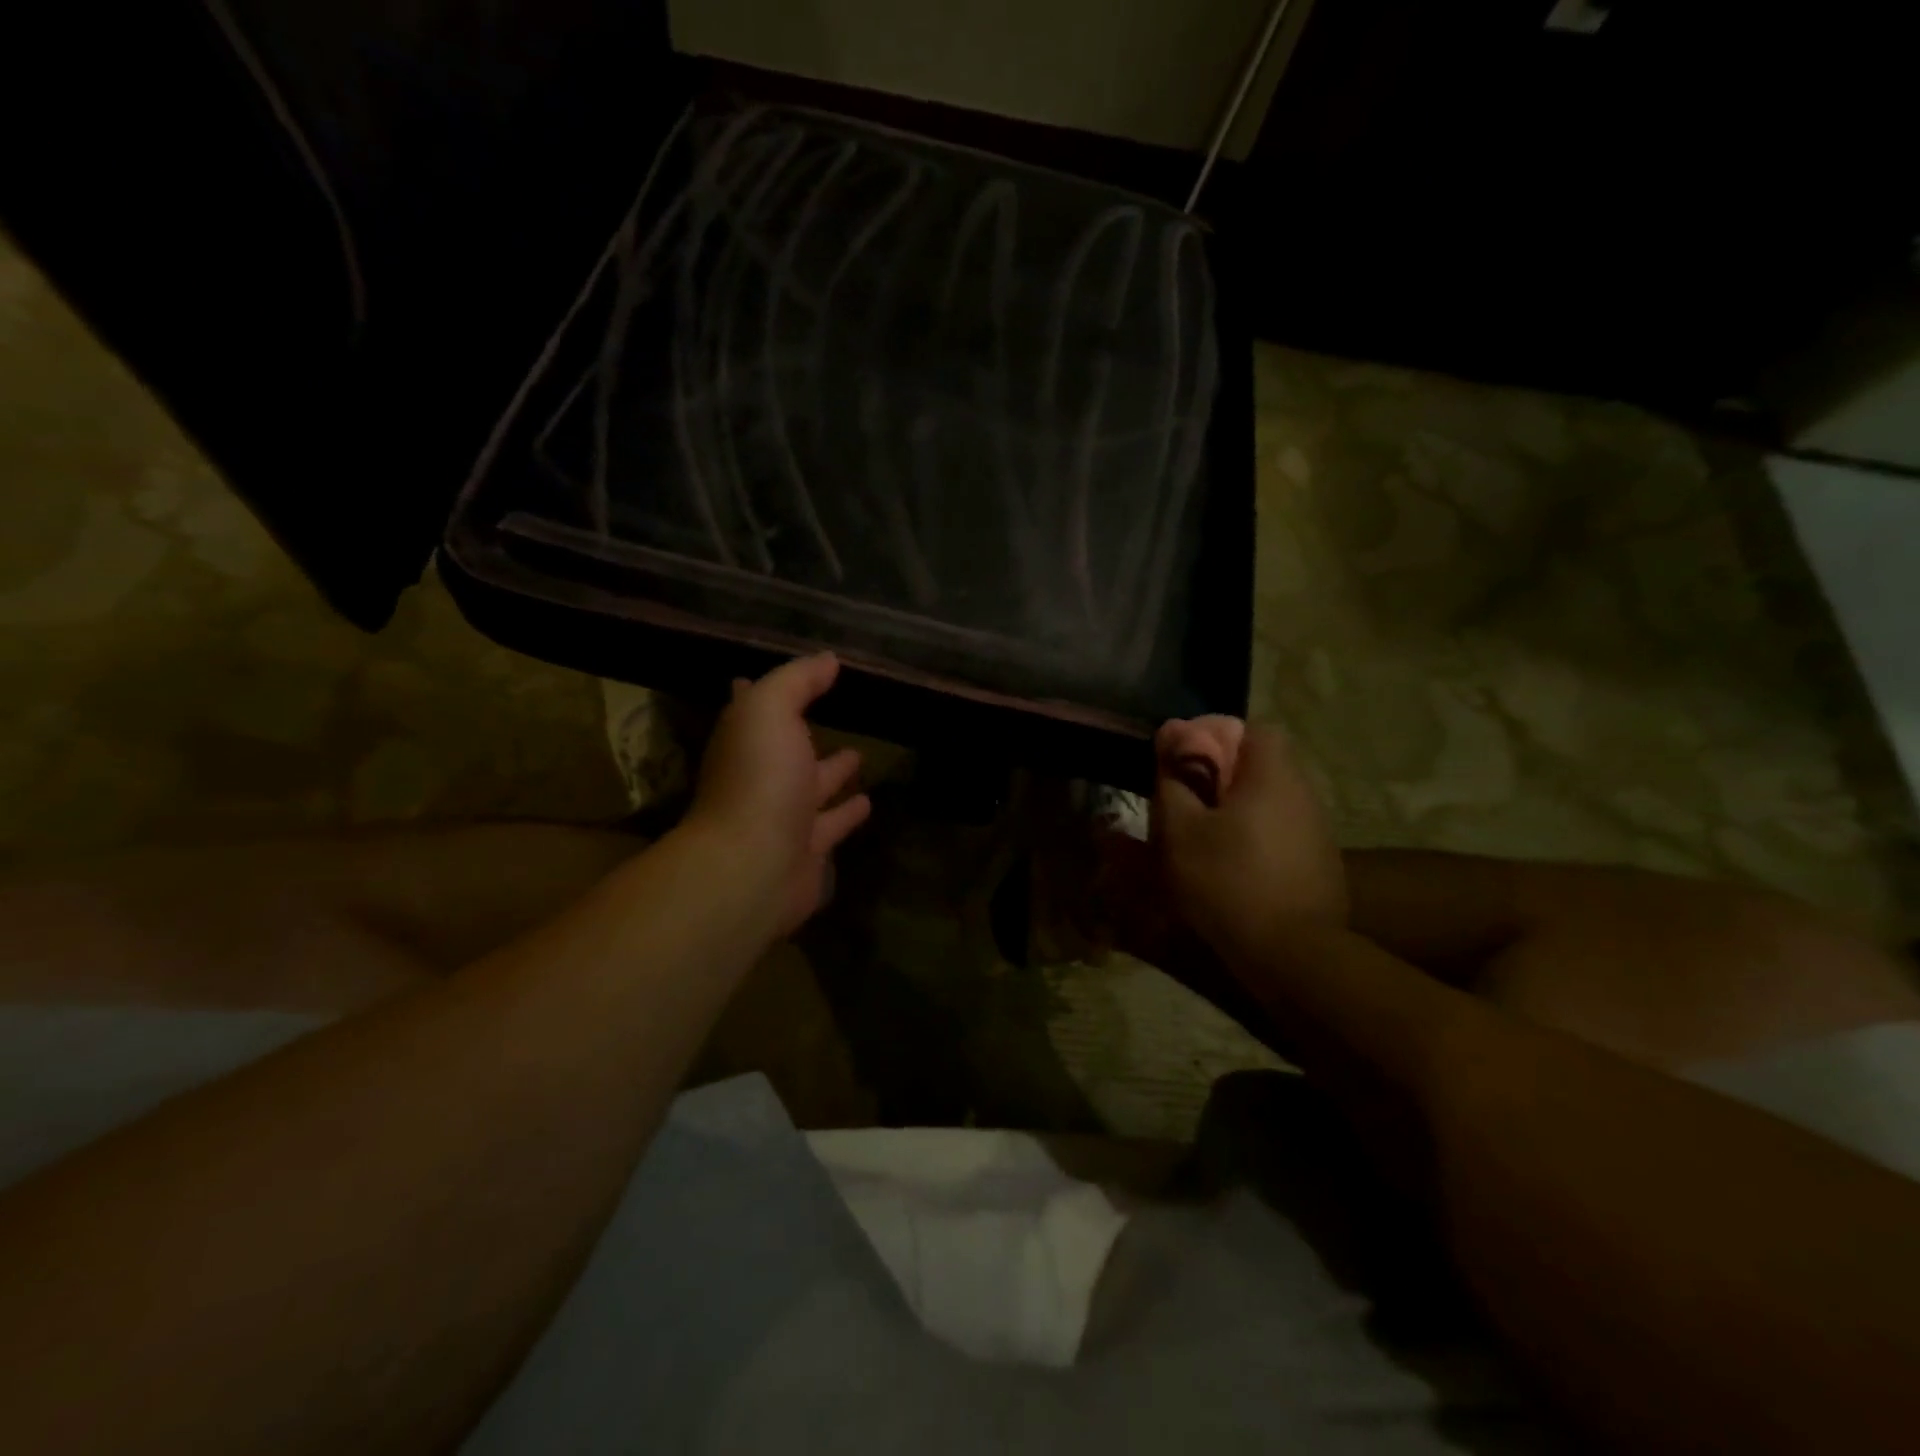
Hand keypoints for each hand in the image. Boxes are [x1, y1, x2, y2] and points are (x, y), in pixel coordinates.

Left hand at [684, 653, 871, 937]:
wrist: (754, 865)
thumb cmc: (759, 779)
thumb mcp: (771, 711)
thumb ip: (798, 681)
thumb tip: (828, 659)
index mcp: (746, 742)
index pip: (751, 709)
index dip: (760, 692)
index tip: (769, 678)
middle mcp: (761, 778)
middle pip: (785, 751)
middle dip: (804, 734)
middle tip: (832, 716)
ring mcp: (783, 817)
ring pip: (812, 790)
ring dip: (832, 774)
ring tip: (860, 755)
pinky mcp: (808, 851)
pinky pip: (832, 826)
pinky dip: (847, 814)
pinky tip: (869, 803)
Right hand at [1152, 716, 1347, 963]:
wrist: (1290, 954)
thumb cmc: (1226, 881)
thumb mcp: (1181, 829)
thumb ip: (1174, 778)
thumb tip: (1171, 734)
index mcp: (1273, 775)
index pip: (1252, 729)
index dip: (1215, 737)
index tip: (1184, 763)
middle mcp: (1304, 794)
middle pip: (1260, 767)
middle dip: (1221, 778)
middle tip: (1185, 804)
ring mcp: (1318, 832)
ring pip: (1270, 803)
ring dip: (1237, 811)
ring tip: (1203, 840)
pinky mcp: (1321, 866)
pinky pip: (1282, 834)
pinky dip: (1256, 840)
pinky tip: (1234, 870)